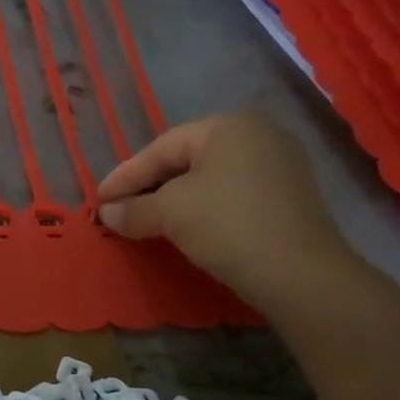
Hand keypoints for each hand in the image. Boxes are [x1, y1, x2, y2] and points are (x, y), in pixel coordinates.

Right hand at [97, 111, 357, 311]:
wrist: (300, 273)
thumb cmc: (227, 226)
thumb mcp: (170, 214)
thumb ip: (133, 210)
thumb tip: (107, 213)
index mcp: (227, 126)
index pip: (161, 148)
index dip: (125, 175)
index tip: (98, 199)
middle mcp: (257, 135)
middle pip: (186, 159)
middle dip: (149, 186)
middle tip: (119, 209)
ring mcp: (279, 165)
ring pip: (209, 178)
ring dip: (174, 199)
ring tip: (147, 220)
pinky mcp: (289, 196)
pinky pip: (232, 194)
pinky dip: (203, 208)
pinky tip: (187, 228)